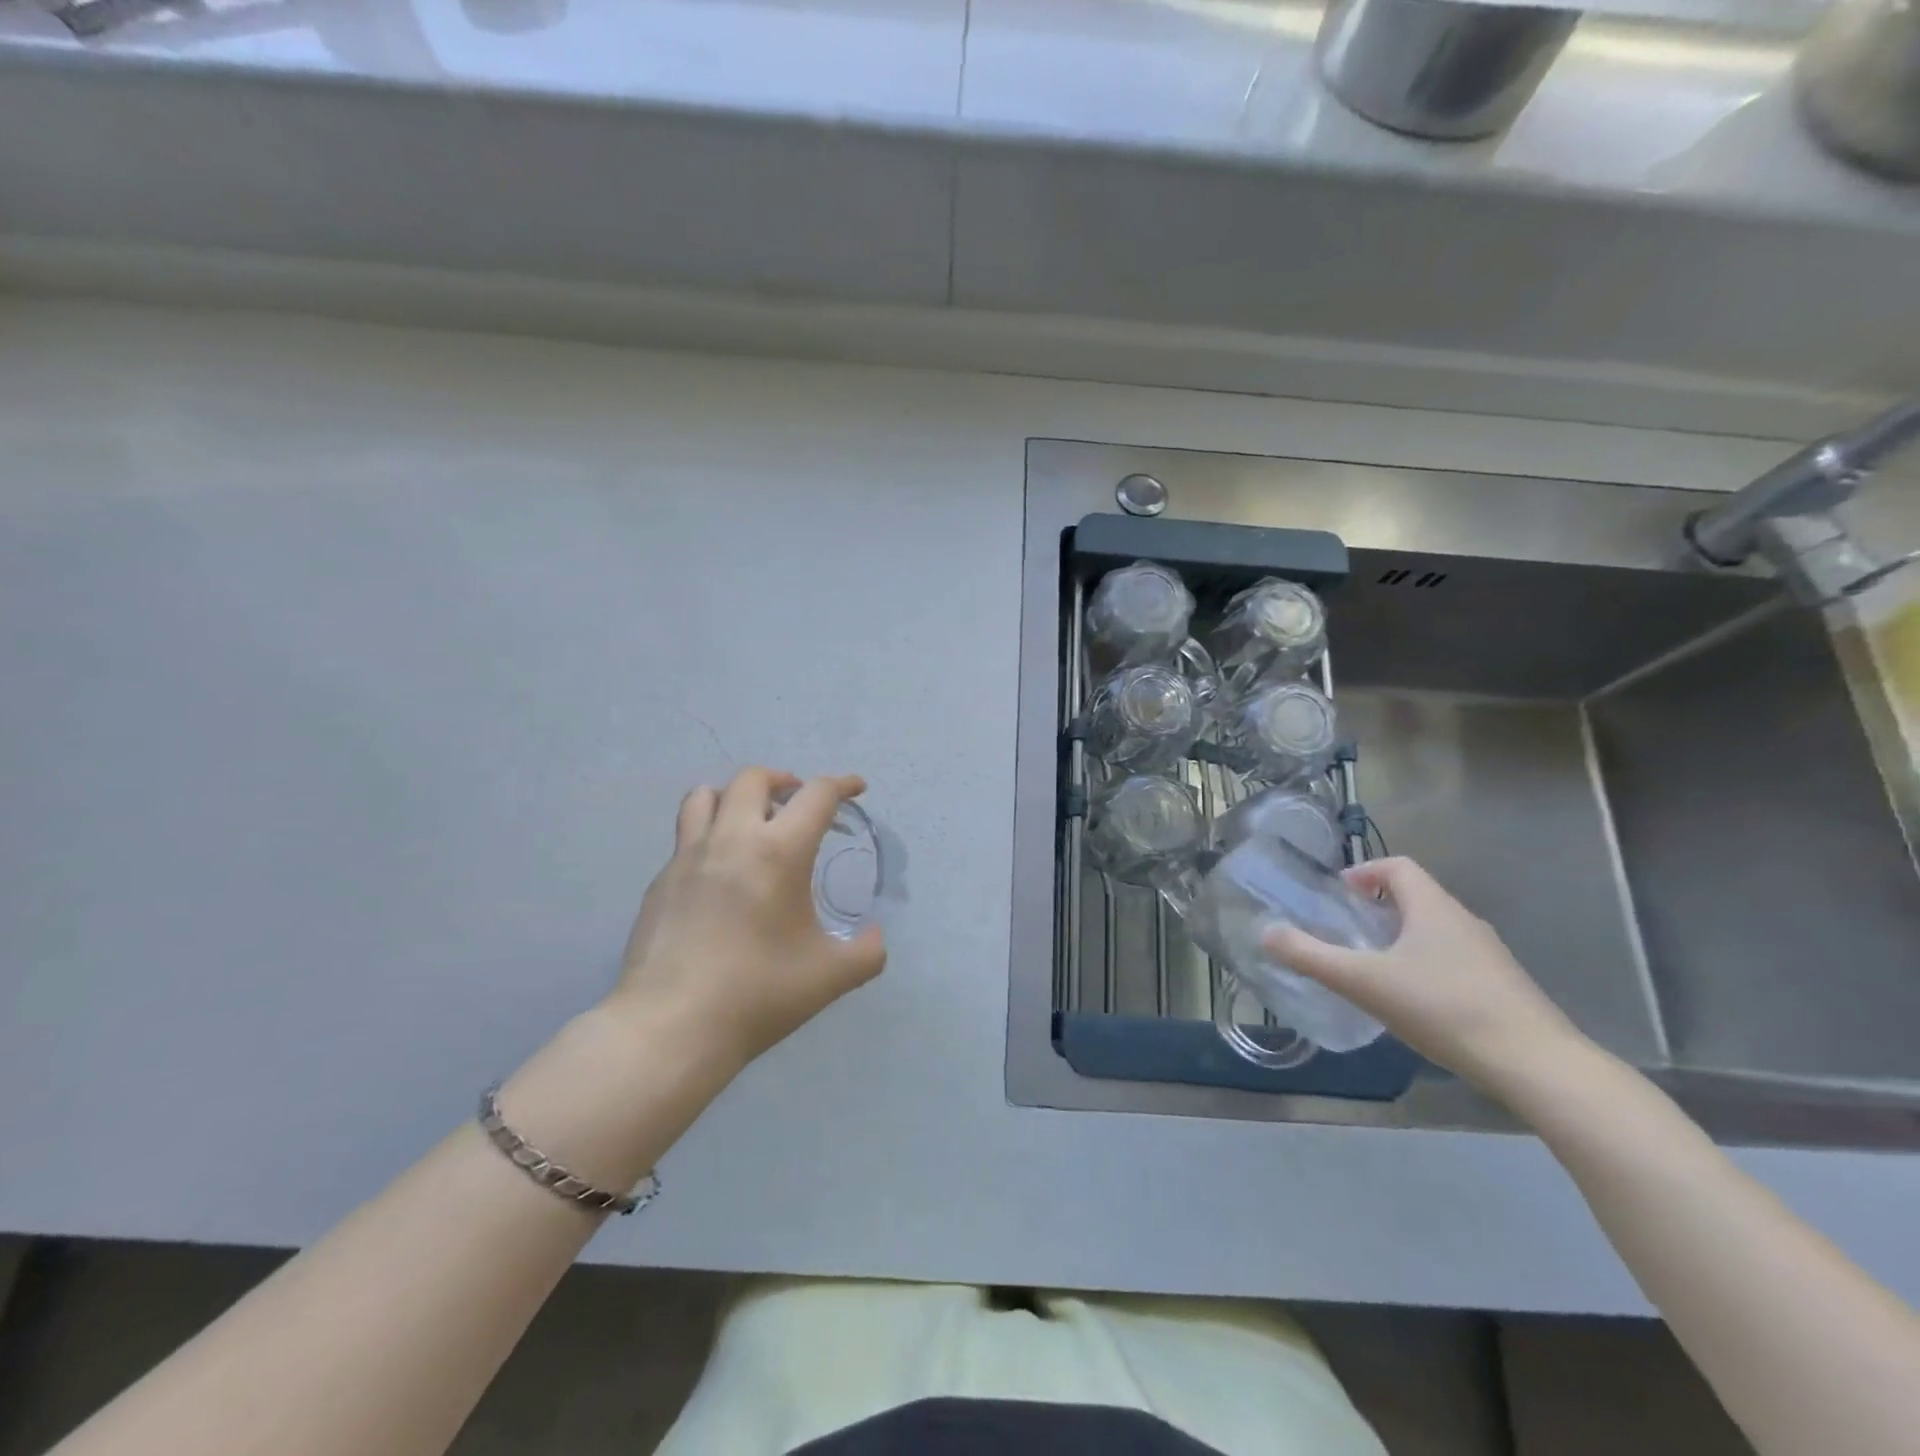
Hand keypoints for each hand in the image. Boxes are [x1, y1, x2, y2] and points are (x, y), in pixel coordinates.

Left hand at [607, 767, 886, 1073]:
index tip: (855, 788)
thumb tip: (875, 936)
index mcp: (779, 852)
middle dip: (784, 780)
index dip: (842, 784)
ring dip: (735, 796)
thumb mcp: (831, 977)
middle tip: (798, 802)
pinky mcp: (660, 881)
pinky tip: (719, 874)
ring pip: (705, 796)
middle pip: (753, 778)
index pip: (816, 795)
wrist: (671, 1027)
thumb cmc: (758, 994)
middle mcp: (731, 839)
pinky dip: (709, 835)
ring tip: (750, 821)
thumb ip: (867, 952)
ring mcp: (688, 857)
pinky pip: (686, 837)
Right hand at [1263, 857, 1586, 1097]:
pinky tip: (1414, 1003)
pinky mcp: (1503, 987)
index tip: (1340, 894)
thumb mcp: (1364, 981)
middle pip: (1416, 897)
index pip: (1397, 867)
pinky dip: (1426, 966)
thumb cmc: (1443, 1007)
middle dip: (1378, 908)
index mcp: (1433, 907)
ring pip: (1436, 930)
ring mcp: (1488, 955)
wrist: (1536, 1065)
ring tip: (1374, 969)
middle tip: (1347, 932)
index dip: (1365, 872)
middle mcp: (1463, 920)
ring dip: (1402, 938)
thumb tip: (1266, 933)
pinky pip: (1454, 960)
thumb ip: (1311, 956)